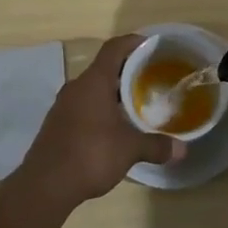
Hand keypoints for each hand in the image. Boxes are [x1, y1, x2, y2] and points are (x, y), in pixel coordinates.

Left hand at [16, 36, 183, 207]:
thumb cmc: (90, 154)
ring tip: (135, 103)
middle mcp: (76, 87)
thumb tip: (182, 150)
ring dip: (113, 92)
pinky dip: (100, 108)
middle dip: (127, 71)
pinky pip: (83, 105)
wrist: (44, 186)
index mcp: (94, 82)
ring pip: (92, 88)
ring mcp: (63, 105)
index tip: (152, 45)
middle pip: (104, 68)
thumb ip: (156, 146)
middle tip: (151, 78)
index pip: (114, 48)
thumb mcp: (129, 150)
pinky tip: (113, 127)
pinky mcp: (57, 124)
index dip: (133, 42)